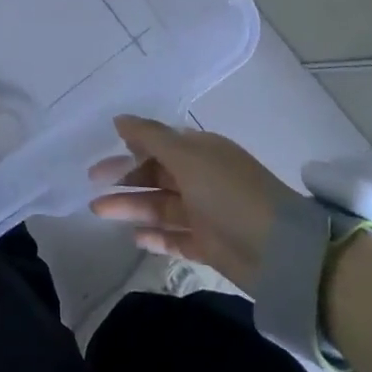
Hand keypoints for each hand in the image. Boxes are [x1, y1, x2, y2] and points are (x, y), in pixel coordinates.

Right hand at [88, 115, 297, 293]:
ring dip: (131, 206)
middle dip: (125, 178)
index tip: (101, 152)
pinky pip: (176, 238)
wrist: (280, 252)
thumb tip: (120, 118)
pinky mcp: (210, 245)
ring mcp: (207, 213)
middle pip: (156, 175)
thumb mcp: (189, 158)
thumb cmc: (230, 193)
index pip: (160, 144)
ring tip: (98, 210)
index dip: (131, 147)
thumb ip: (151, 137)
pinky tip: (133, 237)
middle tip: (91, 184)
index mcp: (202, 152)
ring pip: (161, 206)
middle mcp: (203, 178)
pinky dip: (155, 237)